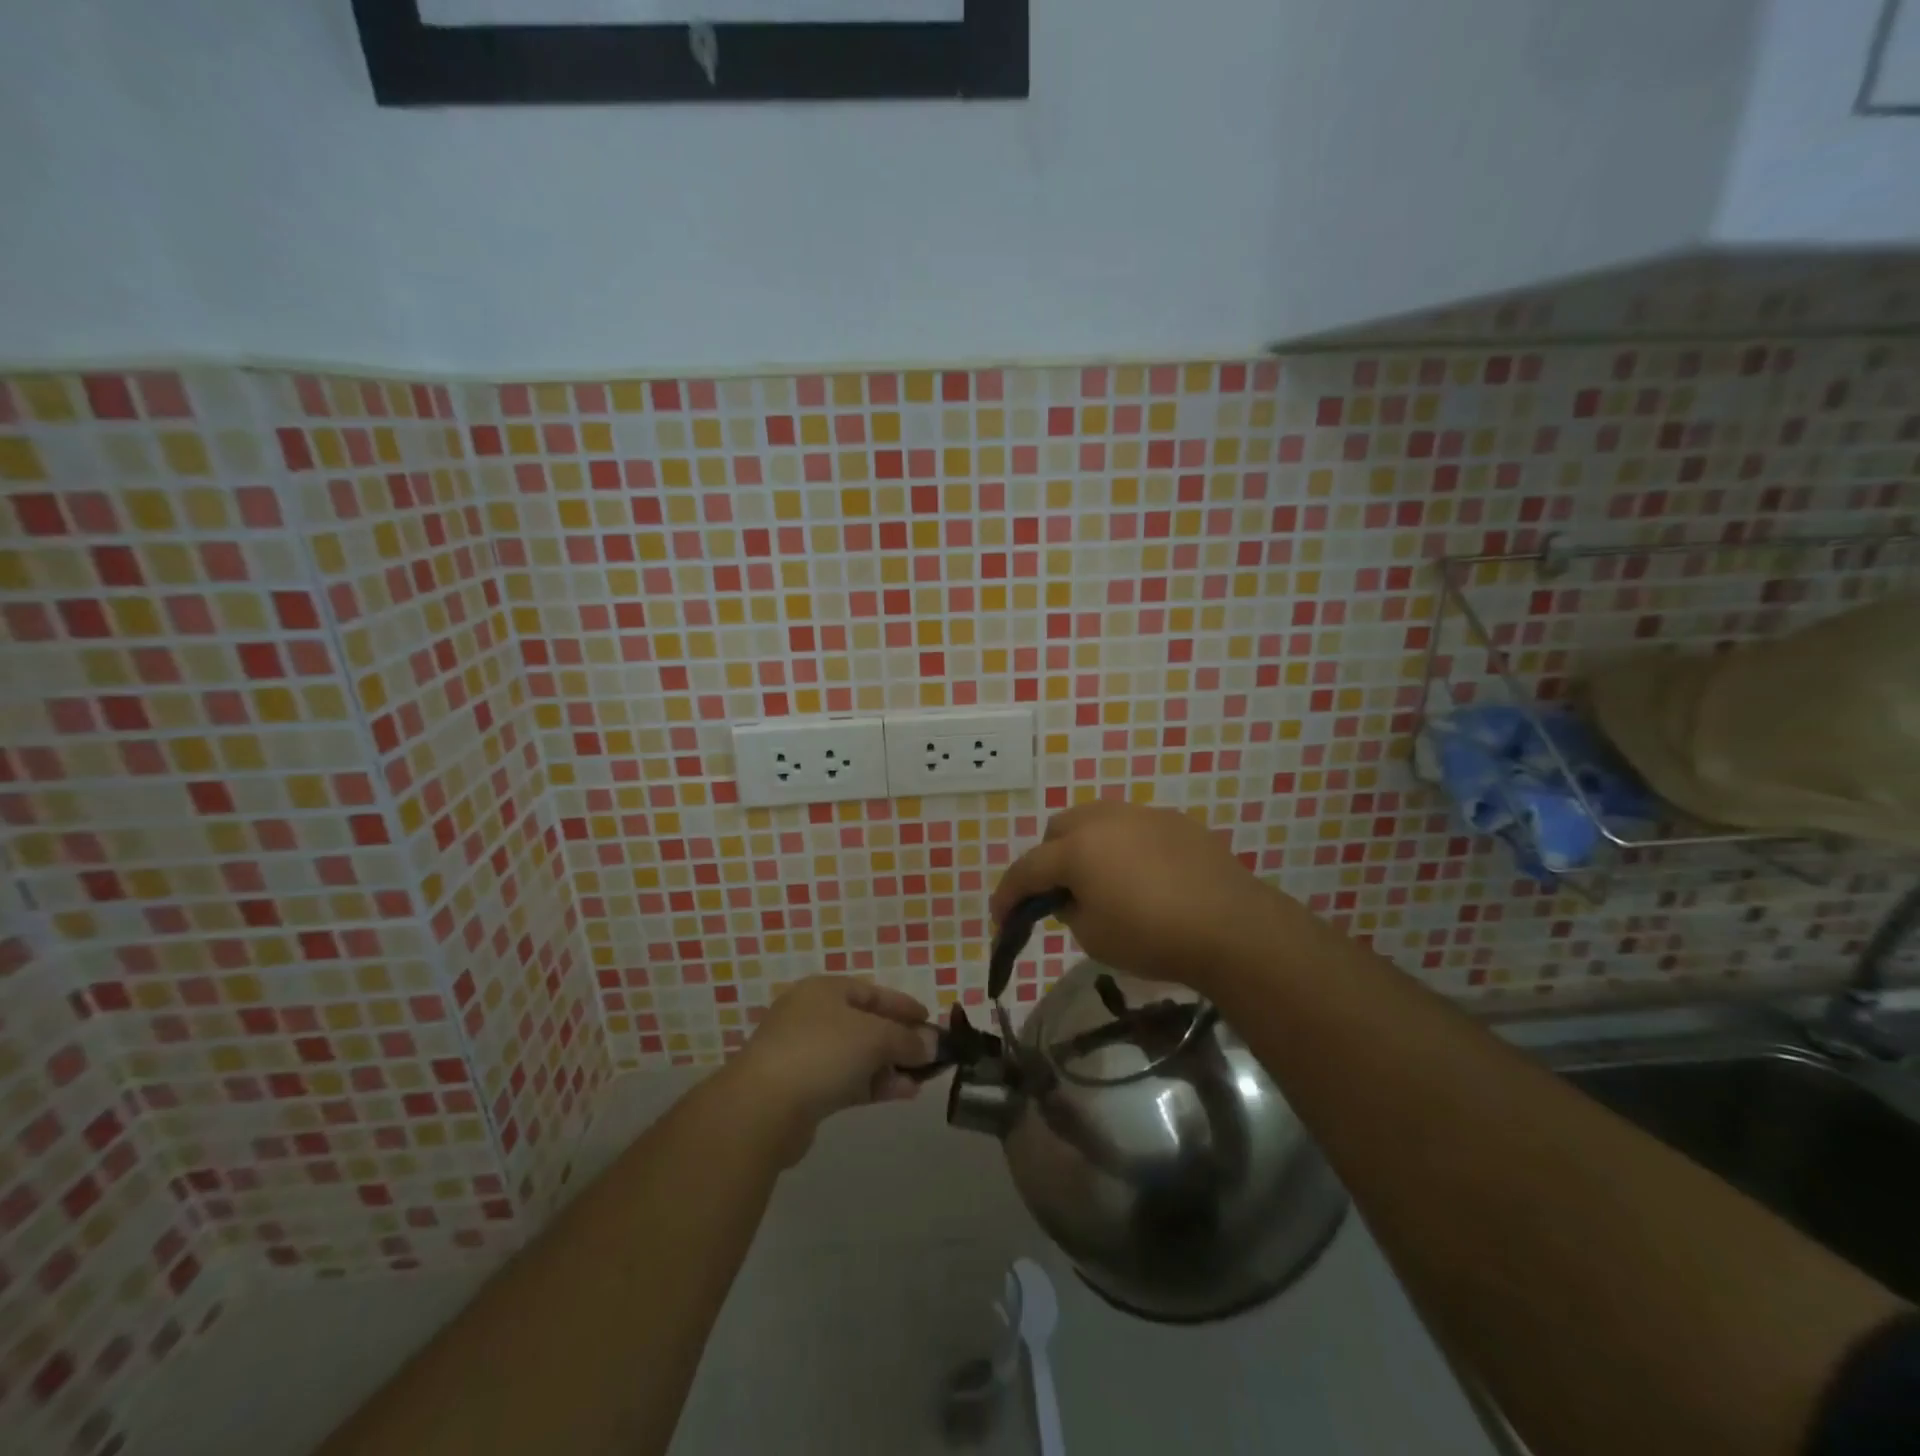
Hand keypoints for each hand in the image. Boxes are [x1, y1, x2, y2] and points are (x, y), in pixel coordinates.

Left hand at [720, 976, 937, 1163]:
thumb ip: (907, 1039)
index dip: (903, 1005)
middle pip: (866, 1023)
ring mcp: (805, 1053)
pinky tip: (902, 1093)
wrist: (763, 1108)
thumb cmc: (822, 1052)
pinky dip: (874, 1084)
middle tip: (930, 1055)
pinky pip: (847, 1080)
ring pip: (858, 1055)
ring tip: (922, 1079)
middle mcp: (812, 1015)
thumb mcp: (875, 1036)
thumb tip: (932, 1044)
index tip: (931, 1020)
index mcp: (825, 990)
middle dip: (899, 1039)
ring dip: (890, 1066)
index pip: (872, 992)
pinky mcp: (803, 1089)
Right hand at [989, 801, 1286, 996]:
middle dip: (1048, 861)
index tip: (1001, 919)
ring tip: (1100, 880)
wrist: (1232, 928)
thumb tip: (1071, 896)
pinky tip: (1143, 877)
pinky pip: (1133, 828)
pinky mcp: (1176, 822)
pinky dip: (1123, 847)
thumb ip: (1069, 910)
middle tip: (1058, 895)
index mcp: (1077, 848)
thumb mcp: (1094, 937)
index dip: (1008, 896)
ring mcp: (1143, 815)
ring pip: (1096, 820)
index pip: (1027, 869)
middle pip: (1058, 831)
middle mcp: (1104, 820)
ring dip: (1085, 847)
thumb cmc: (1153, 937)